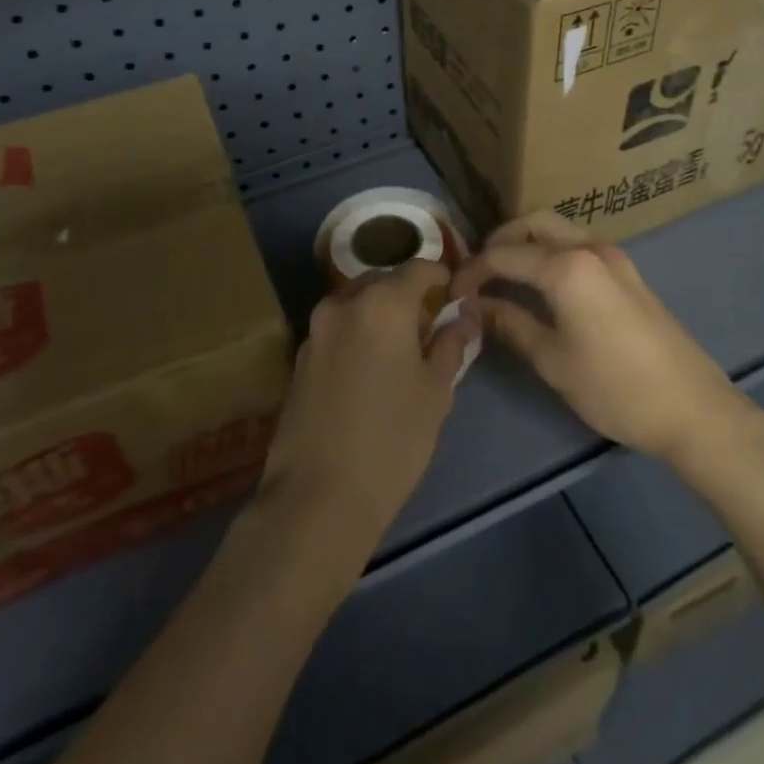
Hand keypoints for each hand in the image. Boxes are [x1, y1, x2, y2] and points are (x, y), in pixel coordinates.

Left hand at [259, 259, 479, 553]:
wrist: (318, 495)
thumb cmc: (392, 439)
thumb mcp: (436, 391)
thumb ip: (451, 344)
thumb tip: (463, 317)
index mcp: (382, 302)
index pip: (419, 268)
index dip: (442, 277)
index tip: (457, 297)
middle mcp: (343, 303)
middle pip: (383, 281)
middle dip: (409, 294)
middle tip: (433, 326)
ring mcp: (315, 329)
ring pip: (357, 303)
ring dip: (382, 313)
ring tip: (403, 350)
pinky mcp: (299, 357)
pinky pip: (338, 328)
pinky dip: (359, 332)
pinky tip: (372, 369)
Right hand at [451, 213, 744, 464]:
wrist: (692, 409)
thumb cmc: (614, 387)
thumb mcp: (552, 360)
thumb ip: (511, 324)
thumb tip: (477, 306)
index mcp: (567, 267)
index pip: (505, 255)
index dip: (473, 271)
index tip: (452, 291)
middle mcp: (591, 249)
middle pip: (535, 222)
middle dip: (502, 239)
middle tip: (480, 271)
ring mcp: (615, 258)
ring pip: (561, 230)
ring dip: (529, 242)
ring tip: (507, 277)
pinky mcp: (630, 273)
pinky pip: (581, 246)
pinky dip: (554, 252)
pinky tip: (543, 286)